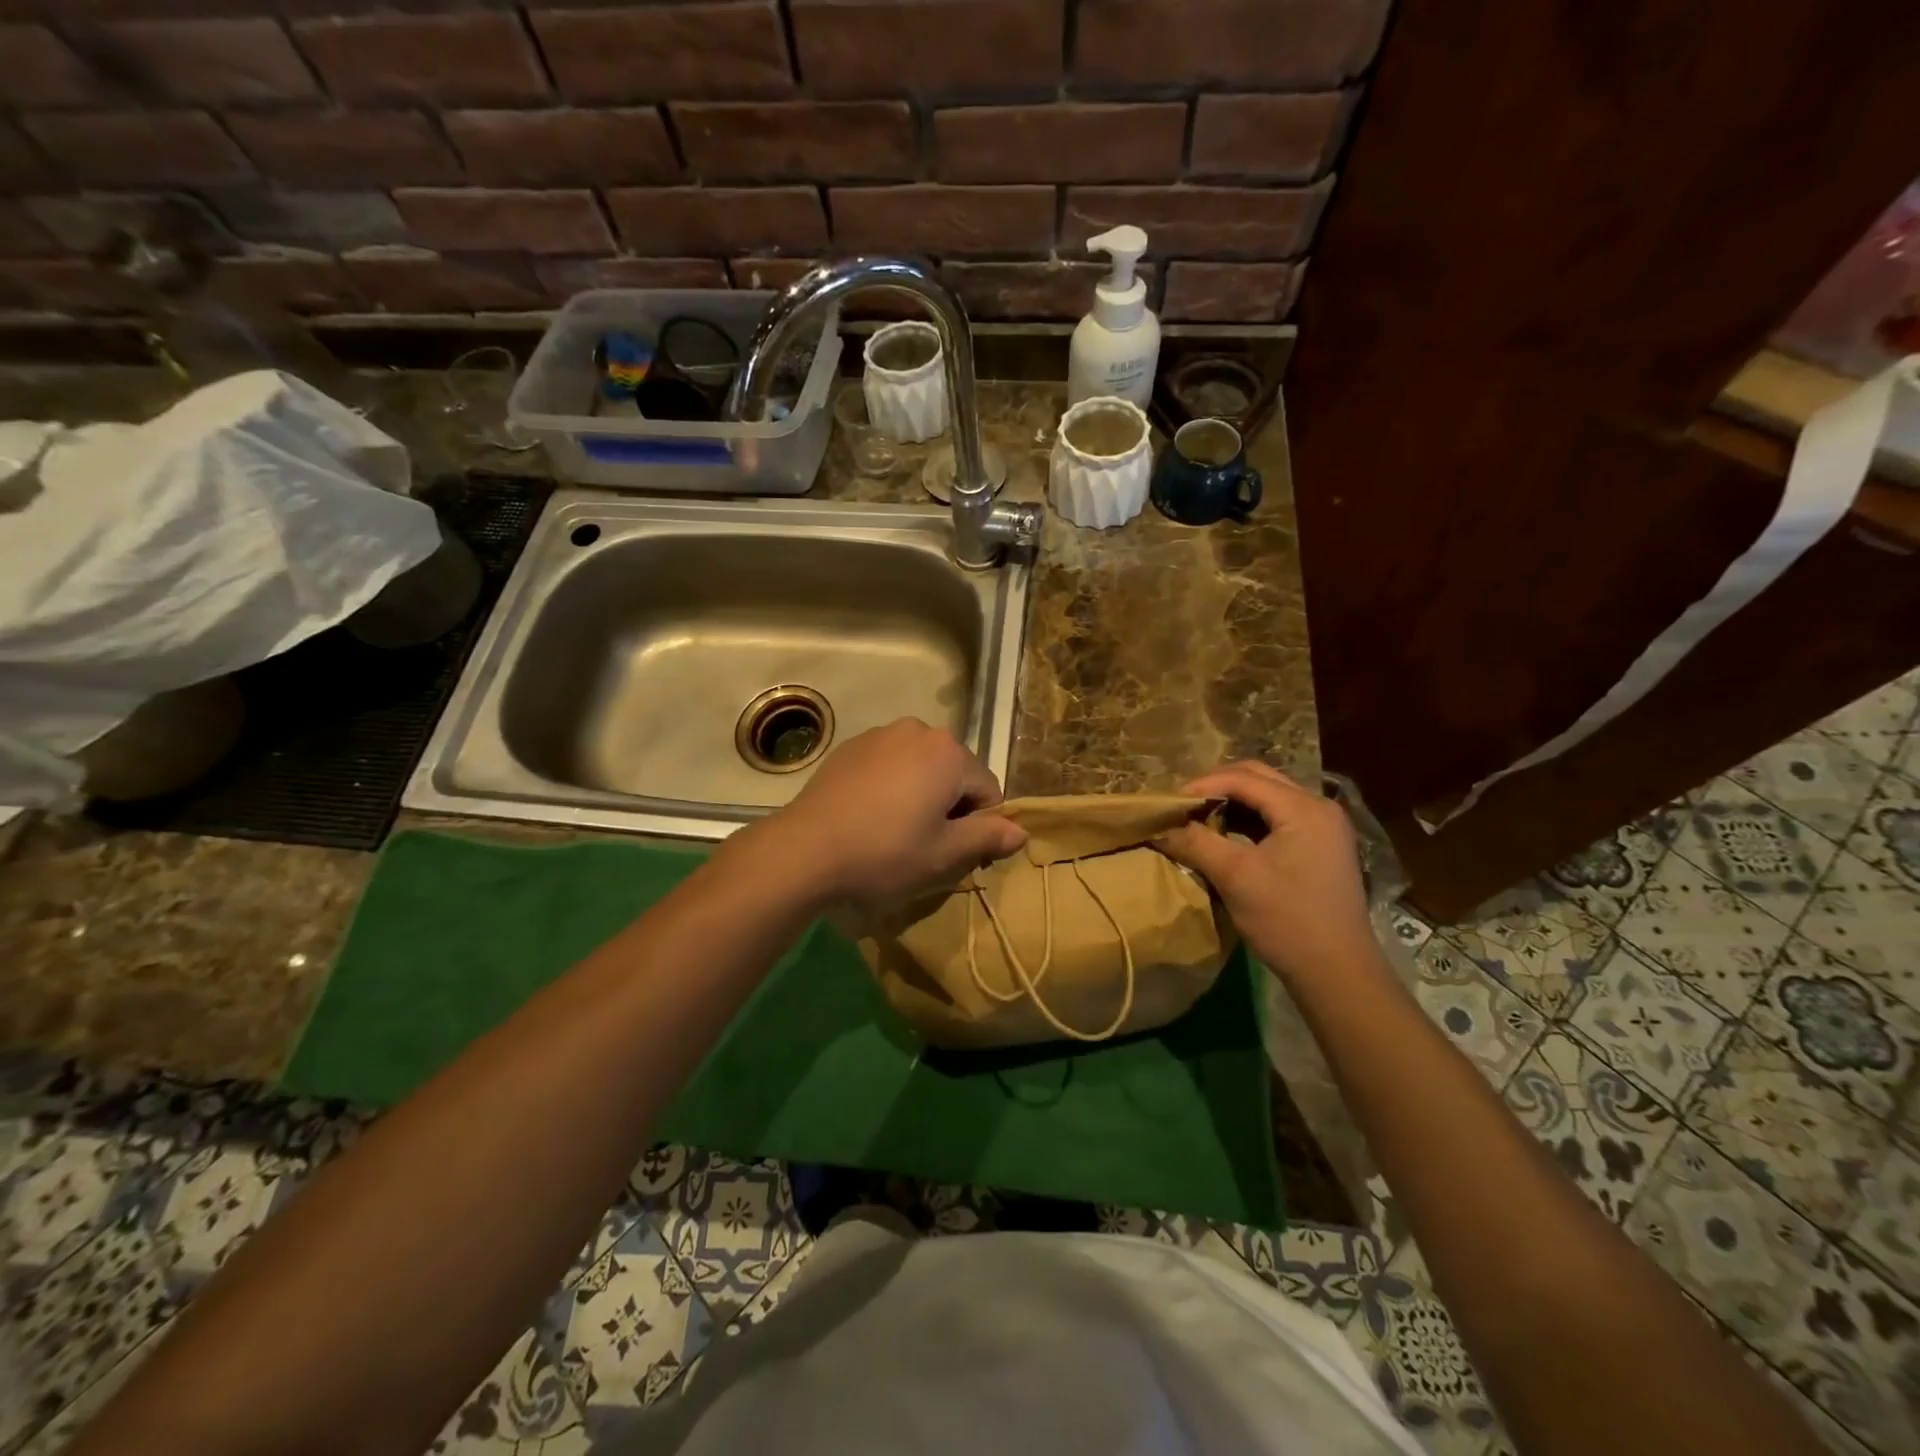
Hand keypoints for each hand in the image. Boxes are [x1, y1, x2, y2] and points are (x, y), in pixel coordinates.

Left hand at [752, 718, 1026, 905]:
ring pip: (920, 767)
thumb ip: (987, 837)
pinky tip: (870, 816)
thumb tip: (1020, 831)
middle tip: (927, 845)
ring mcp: (879, 735)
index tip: (961, 856)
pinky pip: (889, 765)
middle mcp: (918, 730)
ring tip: (897, 831)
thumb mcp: (944, 854)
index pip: (987, 790)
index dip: (981, 826)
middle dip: (950, 806)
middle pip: (954, 772)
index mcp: (949, 752)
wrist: (805, 849)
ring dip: (921, 794)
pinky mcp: (849, 747)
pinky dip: (891, 786)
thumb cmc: (885, 852)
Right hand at [1158, 761, 1380, 984]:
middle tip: (1184, 806)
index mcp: (1304, 808)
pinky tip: (1226, 835)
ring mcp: (1325, 826)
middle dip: (1217, 787)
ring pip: (1269, 796)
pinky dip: (1250, 819)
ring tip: (1199, 818)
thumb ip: (1196, 843)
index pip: (1244, 778)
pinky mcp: (1322, 846)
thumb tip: (1160, 827)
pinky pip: (1279, 816)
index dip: (1202, 785)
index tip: (1170, 803)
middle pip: (1259, 778)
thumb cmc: (1287, 921)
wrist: (1338, 974)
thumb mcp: (1235, 878)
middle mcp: (1320, 807)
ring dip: (1233, 802)